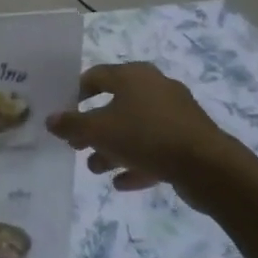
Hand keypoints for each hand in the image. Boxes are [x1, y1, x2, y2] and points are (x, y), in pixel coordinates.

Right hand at [46, 63, 242, 204]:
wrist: (207, 166)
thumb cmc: (145, 136)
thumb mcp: (98, 131)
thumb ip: (71, 125)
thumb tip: (50, 120)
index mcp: (133, 75)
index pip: (95, 76)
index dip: (75, 94)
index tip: (63, 114)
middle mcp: (155, 87)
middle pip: (115, 104)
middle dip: (93, 128)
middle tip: (77, 146)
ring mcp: (175, 113)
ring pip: (135, 128)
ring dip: (113, 148)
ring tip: (96, 168)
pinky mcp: (188, 139)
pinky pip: (156, 147)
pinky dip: (138, 161)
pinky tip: (122, 182)